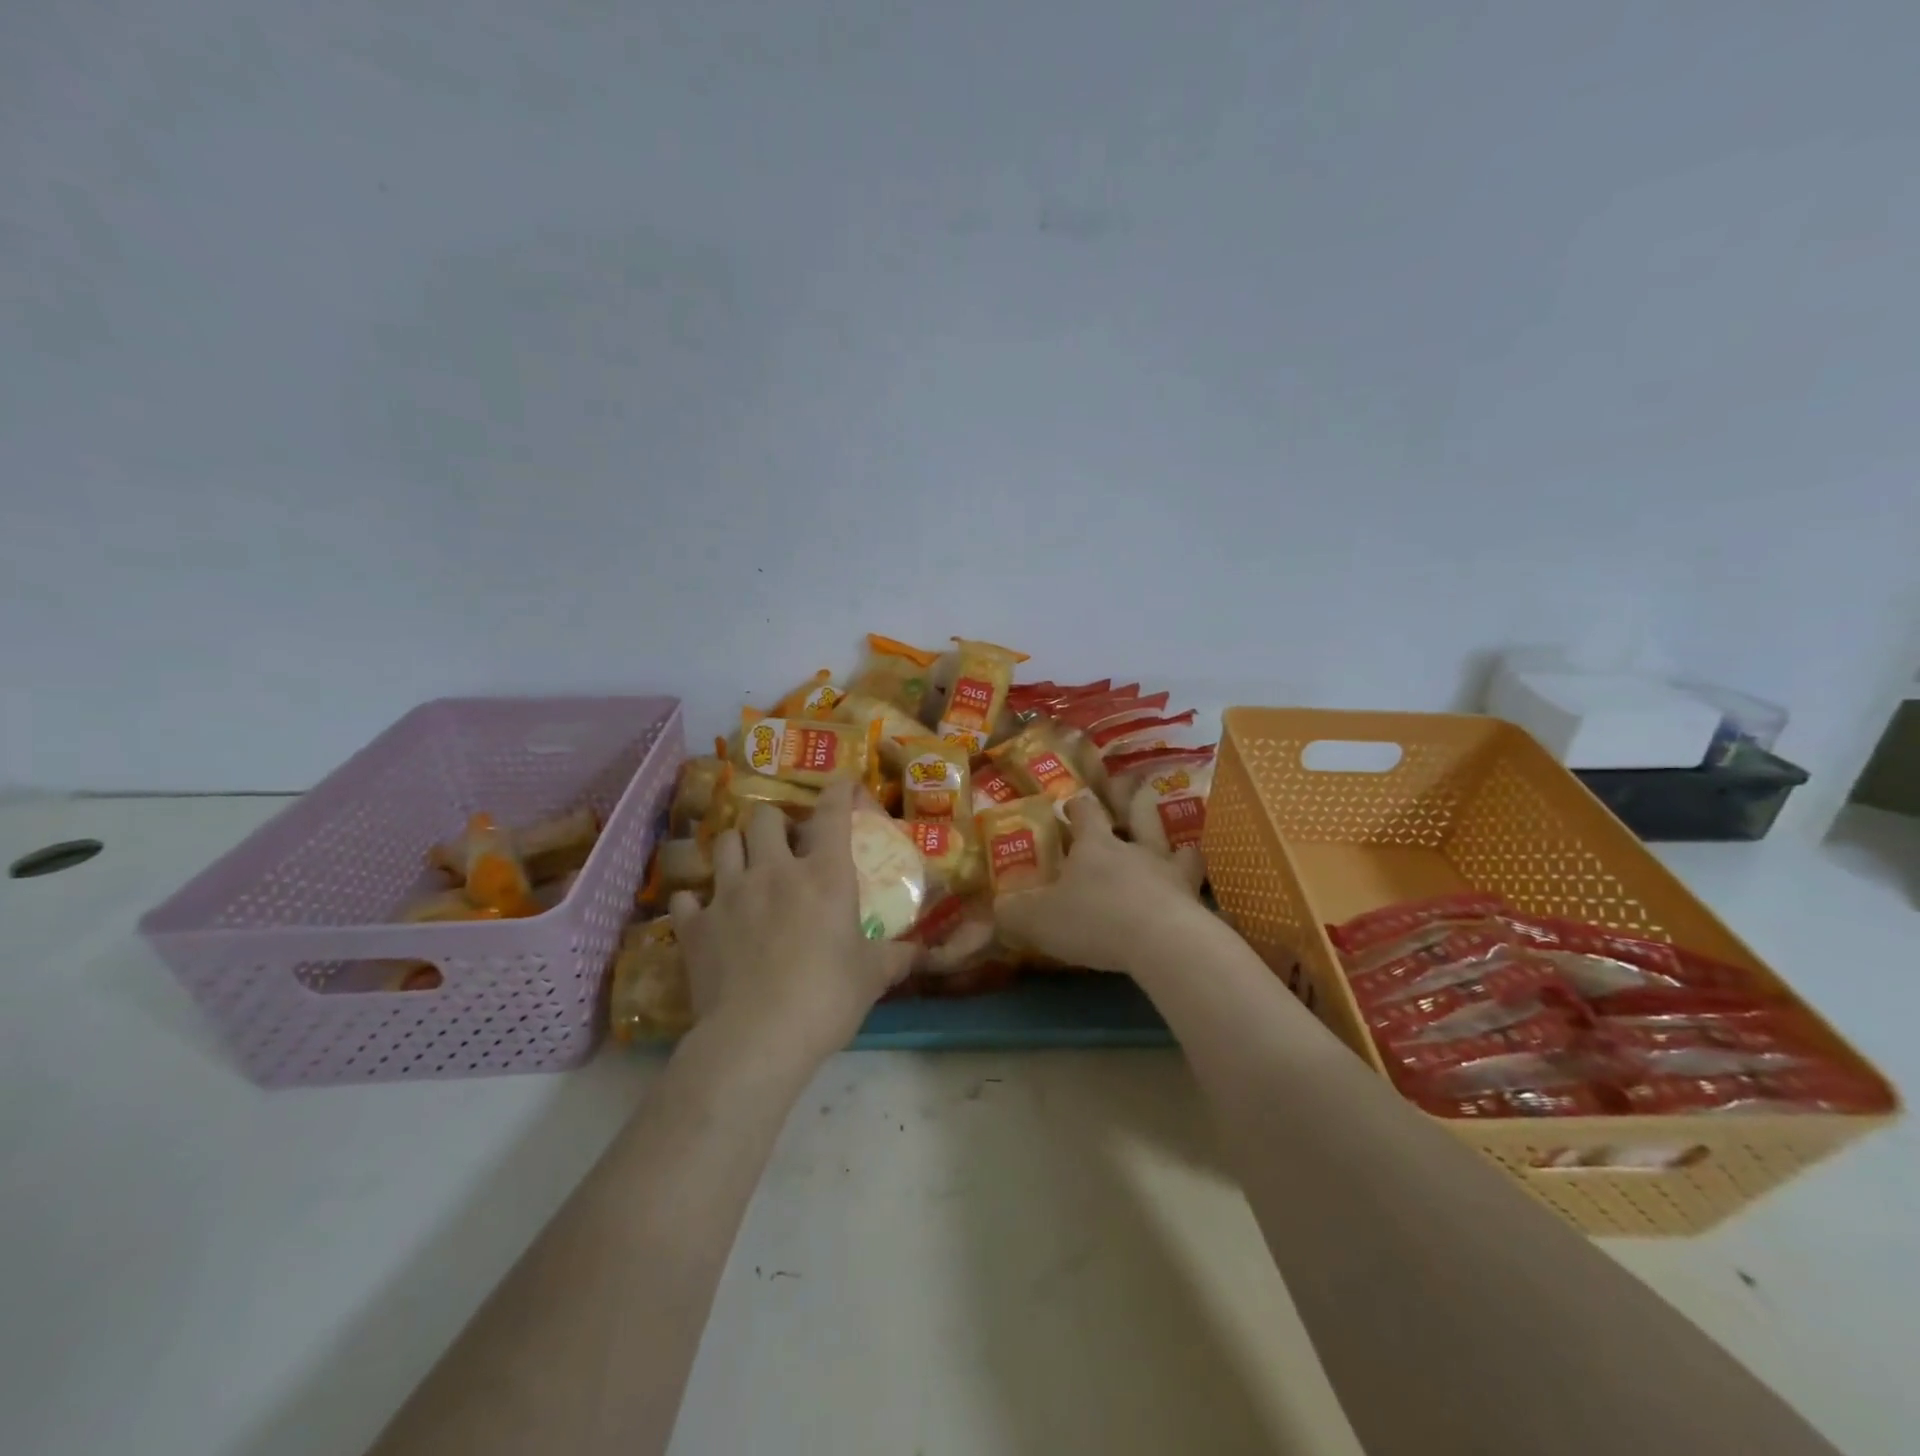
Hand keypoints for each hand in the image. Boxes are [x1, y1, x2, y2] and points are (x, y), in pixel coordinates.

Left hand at [669, 781, 913, 1067]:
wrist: (756, 1038)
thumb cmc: (826, 998)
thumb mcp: (871, 977)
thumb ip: (895, 957)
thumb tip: (920, 953)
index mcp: (823, 874)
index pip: (832, 813)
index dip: (838, 791)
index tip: (843, 784)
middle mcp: (773, 871)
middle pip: (765, 817)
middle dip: (776, 822)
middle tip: (786, 845)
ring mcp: (728, 894)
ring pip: (724, 843)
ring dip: (737, 848)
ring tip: (746, 867)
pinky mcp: (695, 925)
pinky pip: (686, 898)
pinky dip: (695, 901)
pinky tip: (704, 913)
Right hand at [994, 795, 1209, 973]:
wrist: (1162, 942)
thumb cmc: (1094, 919)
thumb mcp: (1040, 919)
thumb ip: (1015, 912)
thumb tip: (996, 906)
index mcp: (1096, 846)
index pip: (1086, 813)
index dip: (1077, 807)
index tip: (1071, 805)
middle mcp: (1135, 850)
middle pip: (1138, 817)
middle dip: (1132, 808)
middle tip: (1130, 808)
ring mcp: (1170, 873)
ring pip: (1177, 848)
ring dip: (1175, 848)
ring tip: (1176, 852)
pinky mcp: (1195, 901)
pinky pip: (1198, 889)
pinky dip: (1196, 890)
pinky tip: (1195, 900)